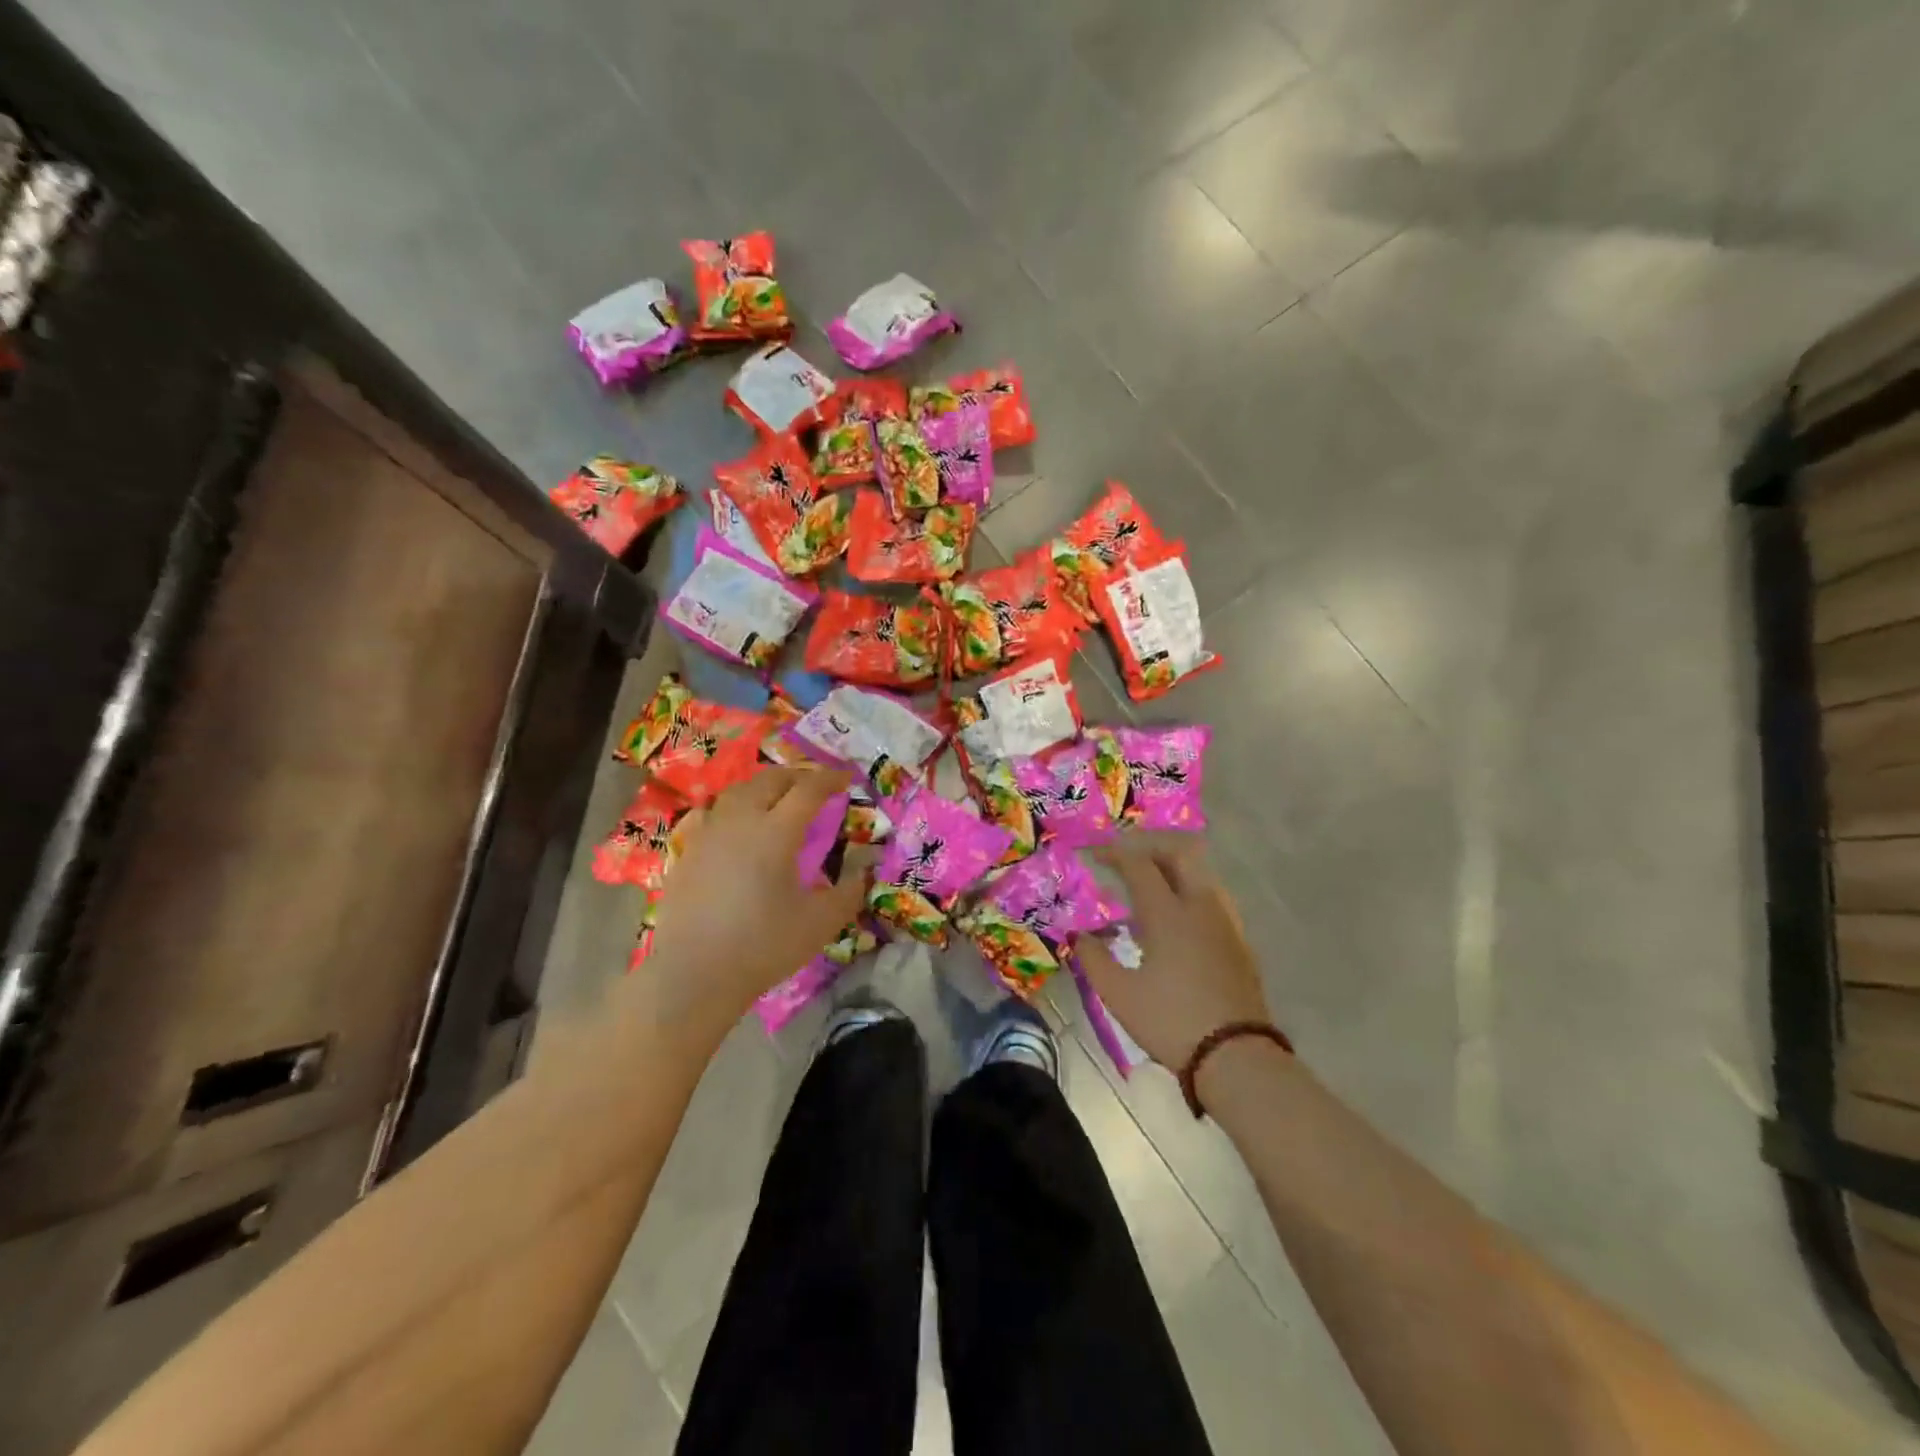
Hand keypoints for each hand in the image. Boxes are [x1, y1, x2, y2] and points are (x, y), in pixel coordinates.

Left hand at [638, 767, 871, 1031]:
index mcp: (777, 831)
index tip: (847, 779)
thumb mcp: (821, 922)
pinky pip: (710, 813)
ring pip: (737, 791)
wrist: (695, 974)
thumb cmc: (764, 945)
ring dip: (763, 787)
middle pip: (770, 780)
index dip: (831, 779)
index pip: (809, 789)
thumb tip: (865, 870)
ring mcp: (708, 833)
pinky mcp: (686, 852)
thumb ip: (849, 891)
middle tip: (815, 786)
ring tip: (777, 798)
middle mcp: (741, 820)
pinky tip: (734, 823)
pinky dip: (732, 808)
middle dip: (797, 775)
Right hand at [1077, 838, 1270, 1068]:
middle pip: (1180, 855)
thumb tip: (1079, 935)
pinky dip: (1190, 892)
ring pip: (1201, 874)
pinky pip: (1213, 899)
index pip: (1140, 865)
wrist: (1237, 1057)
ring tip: (1150, 888)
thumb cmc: (1171, 1022)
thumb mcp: (1119, 994)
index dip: (1115, 853)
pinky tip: (1177, 920)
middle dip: (1151, 848)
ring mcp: (1226, 923)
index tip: (1095, 854)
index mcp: (1168, 914)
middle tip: (1128, 861)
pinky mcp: (1240, 942)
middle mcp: (1200, 907)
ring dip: (1174, 869)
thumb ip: (1093, 958)